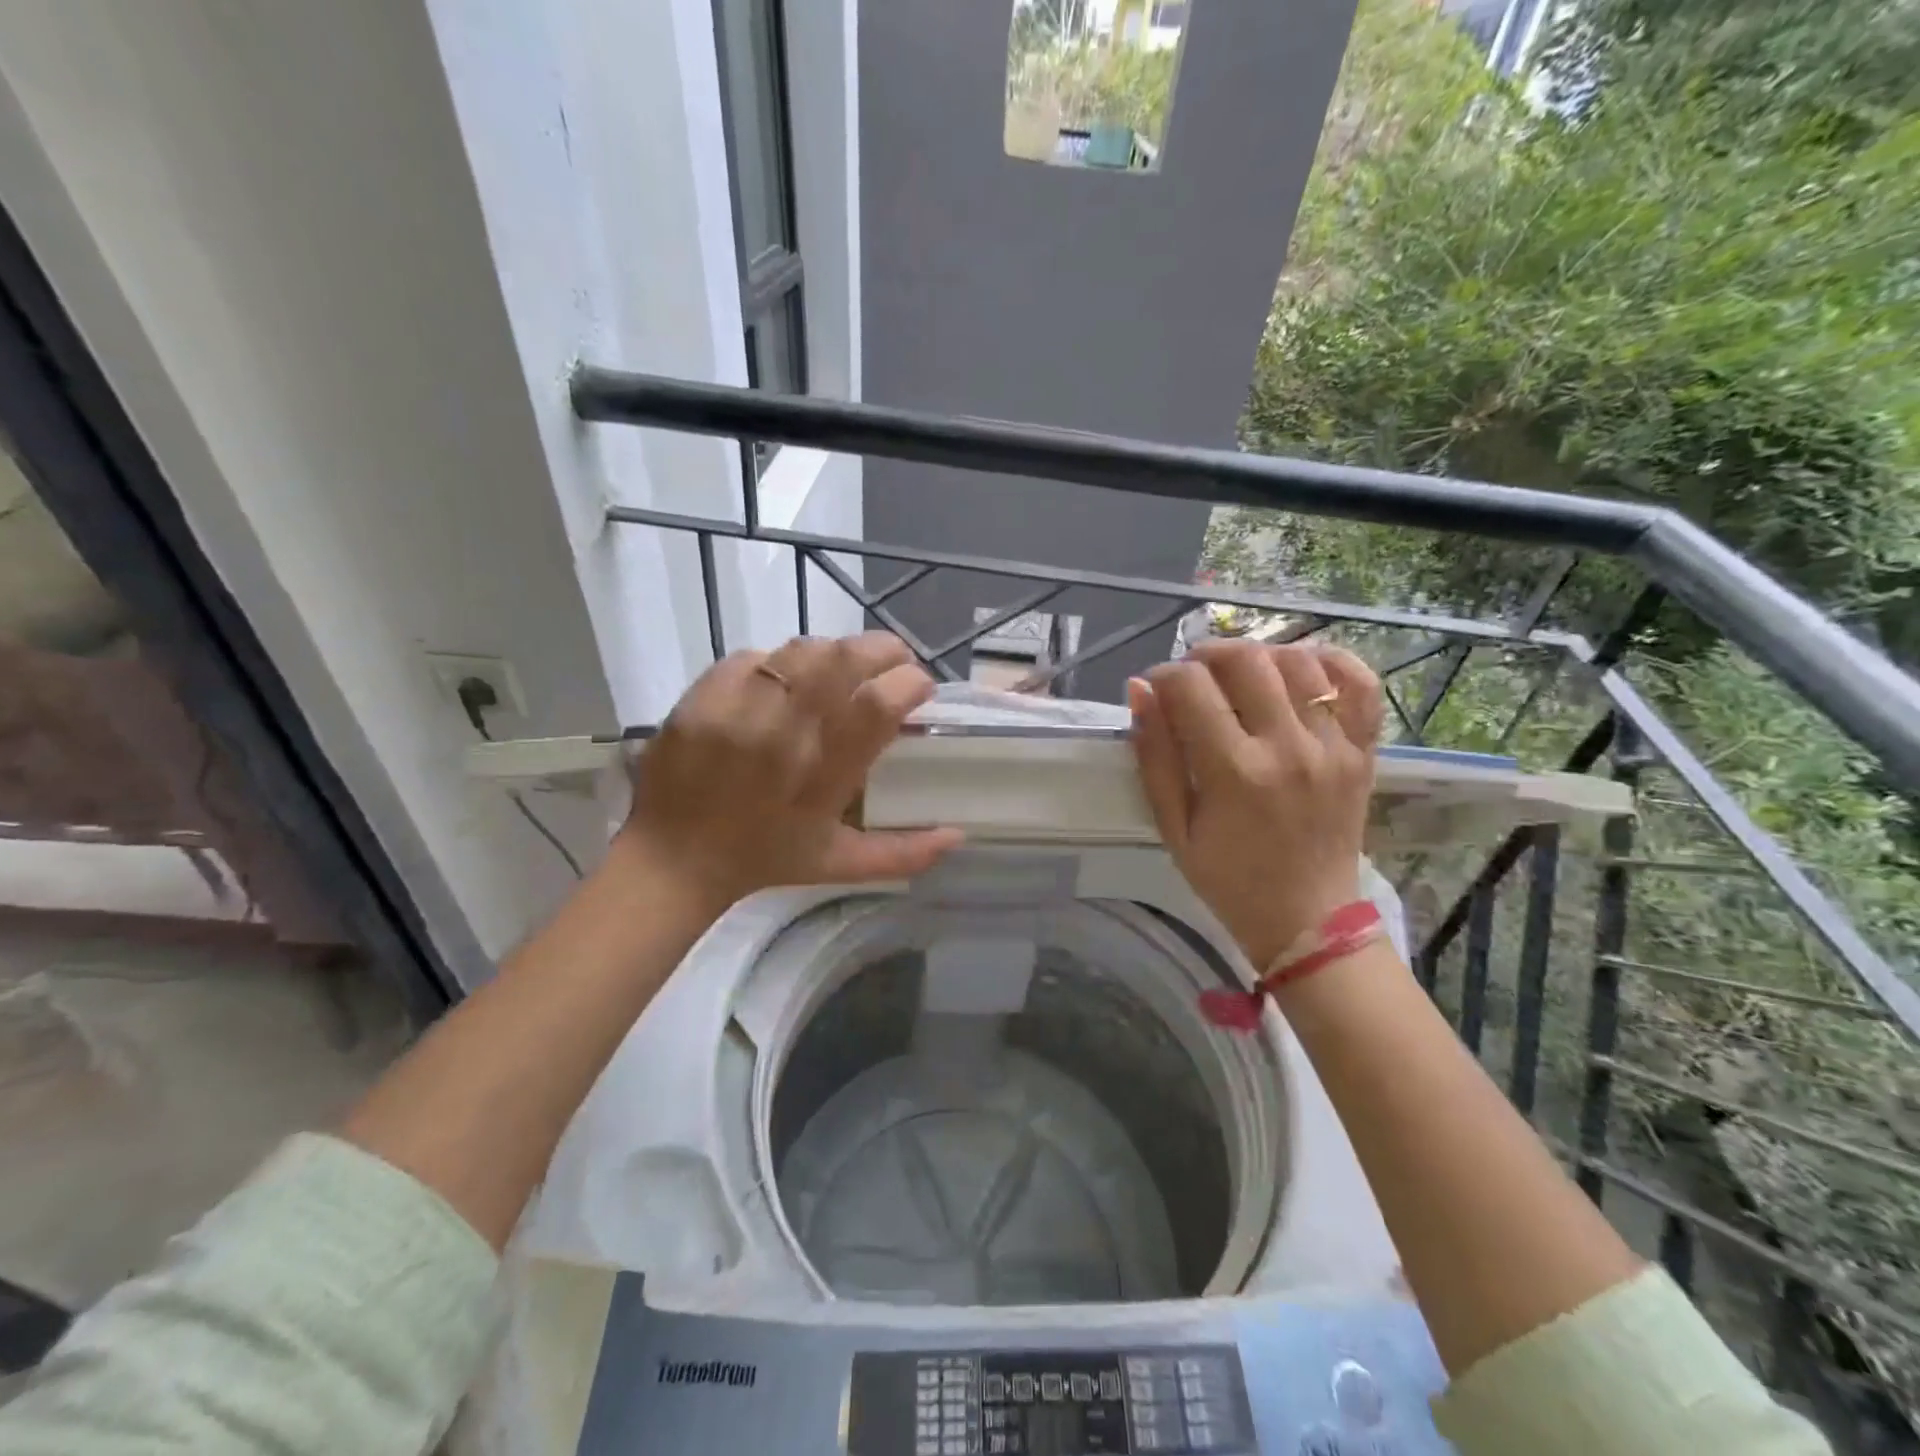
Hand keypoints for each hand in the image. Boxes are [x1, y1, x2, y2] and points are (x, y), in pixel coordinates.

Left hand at [618, 633, 963, 912]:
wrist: (674, 858)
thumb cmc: (765, 860)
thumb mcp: (840, 864)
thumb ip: (904, 853)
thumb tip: (960, 834)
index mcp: (823, 777)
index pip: (878, 707)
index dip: (910, 683)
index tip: (920, 687)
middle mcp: (784, 735)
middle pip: (843, 660)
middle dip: (882, 650)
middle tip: (893, 660)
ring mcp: (739, 711)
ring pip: (802, 650)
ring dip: (834, 652)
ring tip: (842, 667)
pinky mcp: (703, 697)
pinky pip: (755, 656)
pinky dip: (779, 662)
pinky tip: (784, 680)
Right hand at [1128, 640, 1384, 970]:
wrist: (1307, 920)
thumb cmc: (1228, 879)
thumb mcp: (1174, 827)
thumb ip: (1155, 757)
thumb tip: (1140, 691)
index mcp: (1234, 773)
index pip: (1190, 687)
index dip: (1162, 676)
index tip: (1154, 690)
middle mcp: (1288, 748)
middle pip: (1246, 660)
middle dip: (1206, 654)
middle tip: (1193, 675)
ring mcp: (1333, 747)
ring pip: (1298, 662)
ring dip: (1259, 655)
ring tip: (1239, 674)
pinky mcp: (1362, 751)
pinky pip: (1360, 684)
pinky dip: (1331, 661)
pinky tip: (1300, 667)